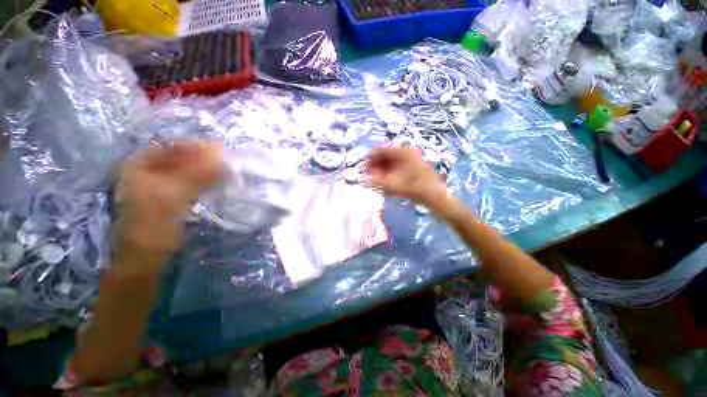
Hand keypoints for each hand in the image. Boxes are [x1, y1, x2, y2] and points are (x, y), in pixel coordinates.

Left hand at [115, 141, 222, 266]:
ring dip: (206, 170)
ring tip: (225, 172)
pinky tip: (217, 183)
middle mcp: (148, 172)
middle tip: (226, 163)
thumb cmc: (153, 225)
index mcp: (139, 166)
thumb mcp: (173, 196)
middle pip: (180, 158)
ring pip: (188, 171)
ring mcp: (161, 186)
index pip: (171, 146)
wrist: (147, 256)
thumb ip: (196, 173)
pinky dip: (205, 181)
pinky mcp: (173, 197)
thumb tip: (221, 154)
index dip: (195, 146)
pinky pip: (191, 183)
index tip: (220, 151)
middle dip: (203, 159)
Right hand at [365, 146, 447, 207]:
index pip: (381, 149)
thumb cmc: (414, 189)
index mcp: (402, 152)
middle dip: (376, 165)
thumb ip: (376, 181)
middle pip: (386, 155)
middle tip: (369, 175)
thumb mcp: (393, 185)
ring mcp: (411, 159)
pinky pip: (397, 166)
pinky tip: (386, 180)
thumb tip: (364, 178)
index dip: (371, 157)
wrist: (434, 195)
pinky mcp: (413, 166)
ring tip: (376, 179)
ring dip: (382, 169)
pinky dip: (389, 172)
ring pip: (391, 161)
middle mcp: (406, 152)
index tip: (364, 167)